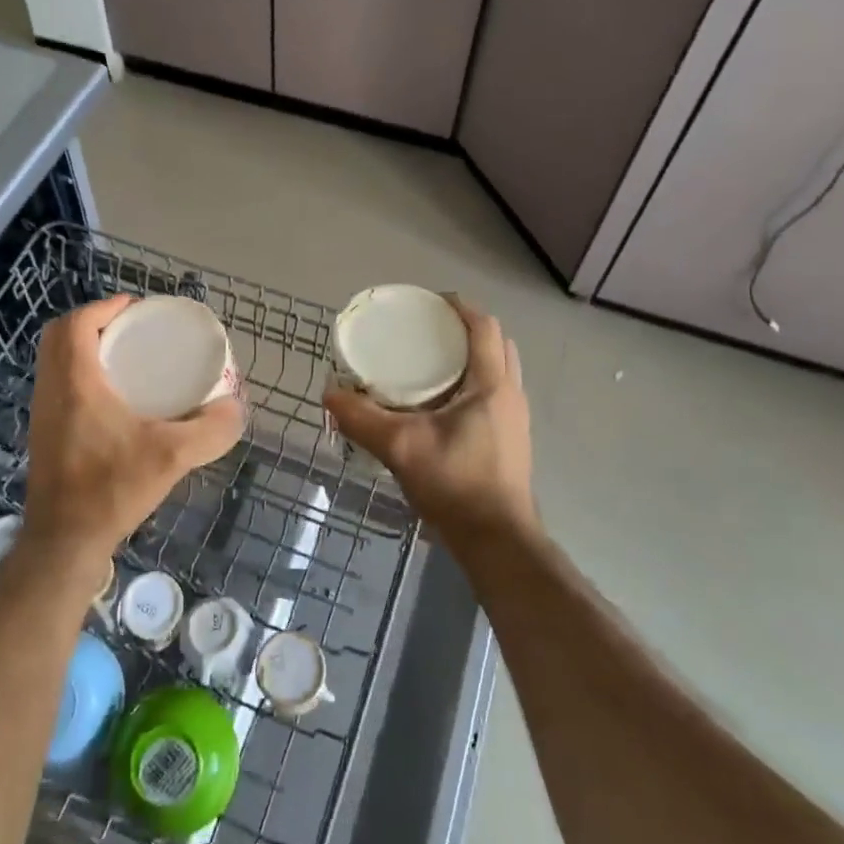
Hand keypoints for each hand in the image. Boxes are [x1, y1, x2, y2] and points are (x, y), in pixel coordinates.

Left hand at [23, 296, 243, 566]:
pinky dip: (80, 374)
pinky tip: (114, 397)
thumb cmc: (111, 489)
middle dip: (94, 323)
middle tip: (132, 331)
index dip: (103, 307)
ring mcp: (43, 413)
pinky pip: (58, 385)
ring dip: (84, 348)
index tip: (136, 309)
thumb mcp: (172, 456)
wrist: (64, 542)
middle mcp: (51, 390)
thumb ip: (211, 430)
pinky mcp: (44, 434)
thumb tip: (236, 407)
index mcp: (74, 382)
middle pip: (60, 337)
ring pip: (55, 362)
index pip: (74, 325)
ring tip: (127, 357)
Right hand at [323, 296, 536, 549]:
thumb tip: (329, 394)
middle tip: (427, 331)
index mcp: (492, 385)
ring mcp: (515, 419)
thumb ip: (363, 419)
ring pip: (497, 371)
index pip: (484, 328)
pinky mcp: (511, 440)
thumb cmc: (456, 485)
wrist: (497, 541)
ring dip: (470, 358)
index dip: (460, 308)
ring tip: (430, 362)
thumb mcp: (401, 448)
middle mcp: (510, 395)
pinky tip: (439, 403)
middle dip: (464, 330)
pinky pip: (493, 394)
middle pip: (495, 344)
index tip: (429, 302)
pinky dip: (471, 383)